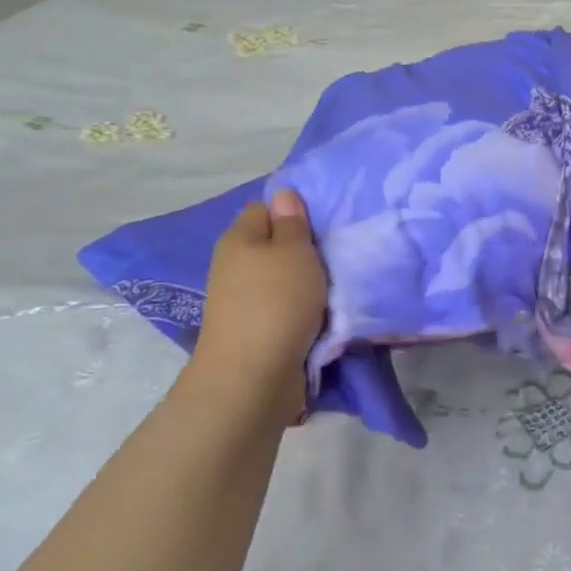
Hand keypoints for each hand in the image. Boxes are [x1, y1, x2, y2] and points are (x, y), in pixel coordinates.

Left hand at [186, 190, 326, 428]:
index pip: (265, 209)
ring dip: (306, 285)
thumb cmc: (277, 302)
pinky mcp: (254, 331)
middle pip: (274, 246)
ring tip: (334, 288)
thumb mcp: (294, 251)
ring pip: (281, 280)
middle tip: (335, 257)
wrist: (253, 376)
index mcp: (239, 238)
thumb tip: (283, 194)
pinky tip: (322, 317)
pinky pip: (283, 309)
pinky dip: (302, 312)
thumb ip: (293, 222)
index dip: (294, 213)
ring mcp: (242, 301)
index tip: (323, 227)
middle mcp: (234, 266)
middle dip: (303, 251)